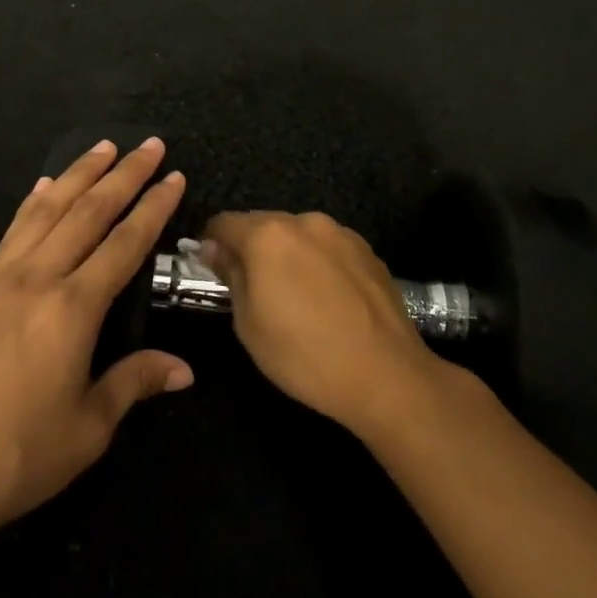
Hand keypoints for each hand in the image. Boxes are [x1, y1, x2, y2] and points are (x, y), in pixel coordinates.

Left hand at [0, 139, 191, 552]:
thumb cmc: (12, 457)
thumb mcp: (87, 430)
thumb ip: (134, 384)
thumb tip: (184, 369)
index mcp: (72, 309)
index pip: (125, 244)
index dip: (153, 208)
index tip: (174, 175)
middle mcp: (37, 279)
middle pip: (87, 212)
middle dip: (123, 175)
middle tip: (148, 145)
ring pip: (47, 210)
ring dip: (78, 174)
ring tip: (103, 147)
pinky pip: (12, 230)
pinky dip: (33, 202)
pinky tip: (42, 187)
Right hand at [198, 211, 446, 434]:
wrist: (386, 375)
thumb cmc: (304, 354)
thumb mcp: (248, 323)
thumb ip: (230, 275)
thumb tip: (215, 249)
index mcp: (268, 235)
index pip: (223, 223)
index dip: (210, 244)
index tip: (211, 270)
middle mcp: (304, 222)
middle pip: (262, 223)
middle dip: (250, 248)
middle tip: (251, 288)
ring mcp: (341, 233)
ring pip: (297, 234)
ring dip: (286, 254)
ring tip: (294, 295)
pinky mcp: (368, 250)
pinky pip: (327, 247)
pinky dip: (317, 262)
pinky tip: (326, 298)